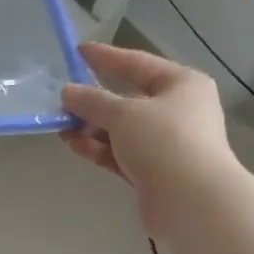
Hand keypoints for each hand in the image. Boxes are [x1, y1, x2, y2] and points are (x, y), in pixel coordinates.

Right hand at [60, 42, 234, 233]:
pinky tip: (74, 144)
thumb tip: (68, 92)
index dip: (107, 57)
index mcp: (182, 84)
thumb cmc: (164, 142)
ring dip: (93, 128)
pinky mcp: (156, 172)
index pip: (138, 63)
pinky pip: (122, 154)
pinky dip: (100, 149)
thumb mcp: (123, 114)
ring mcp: (168, 144)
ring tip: (62, 127)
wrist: (191, 201)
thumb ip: (92, 101)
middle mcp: (180, 110)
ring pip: (123, 130)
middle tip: (64, 98)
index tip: (79, 52)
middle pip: (130, 99)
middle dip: (95, 101)